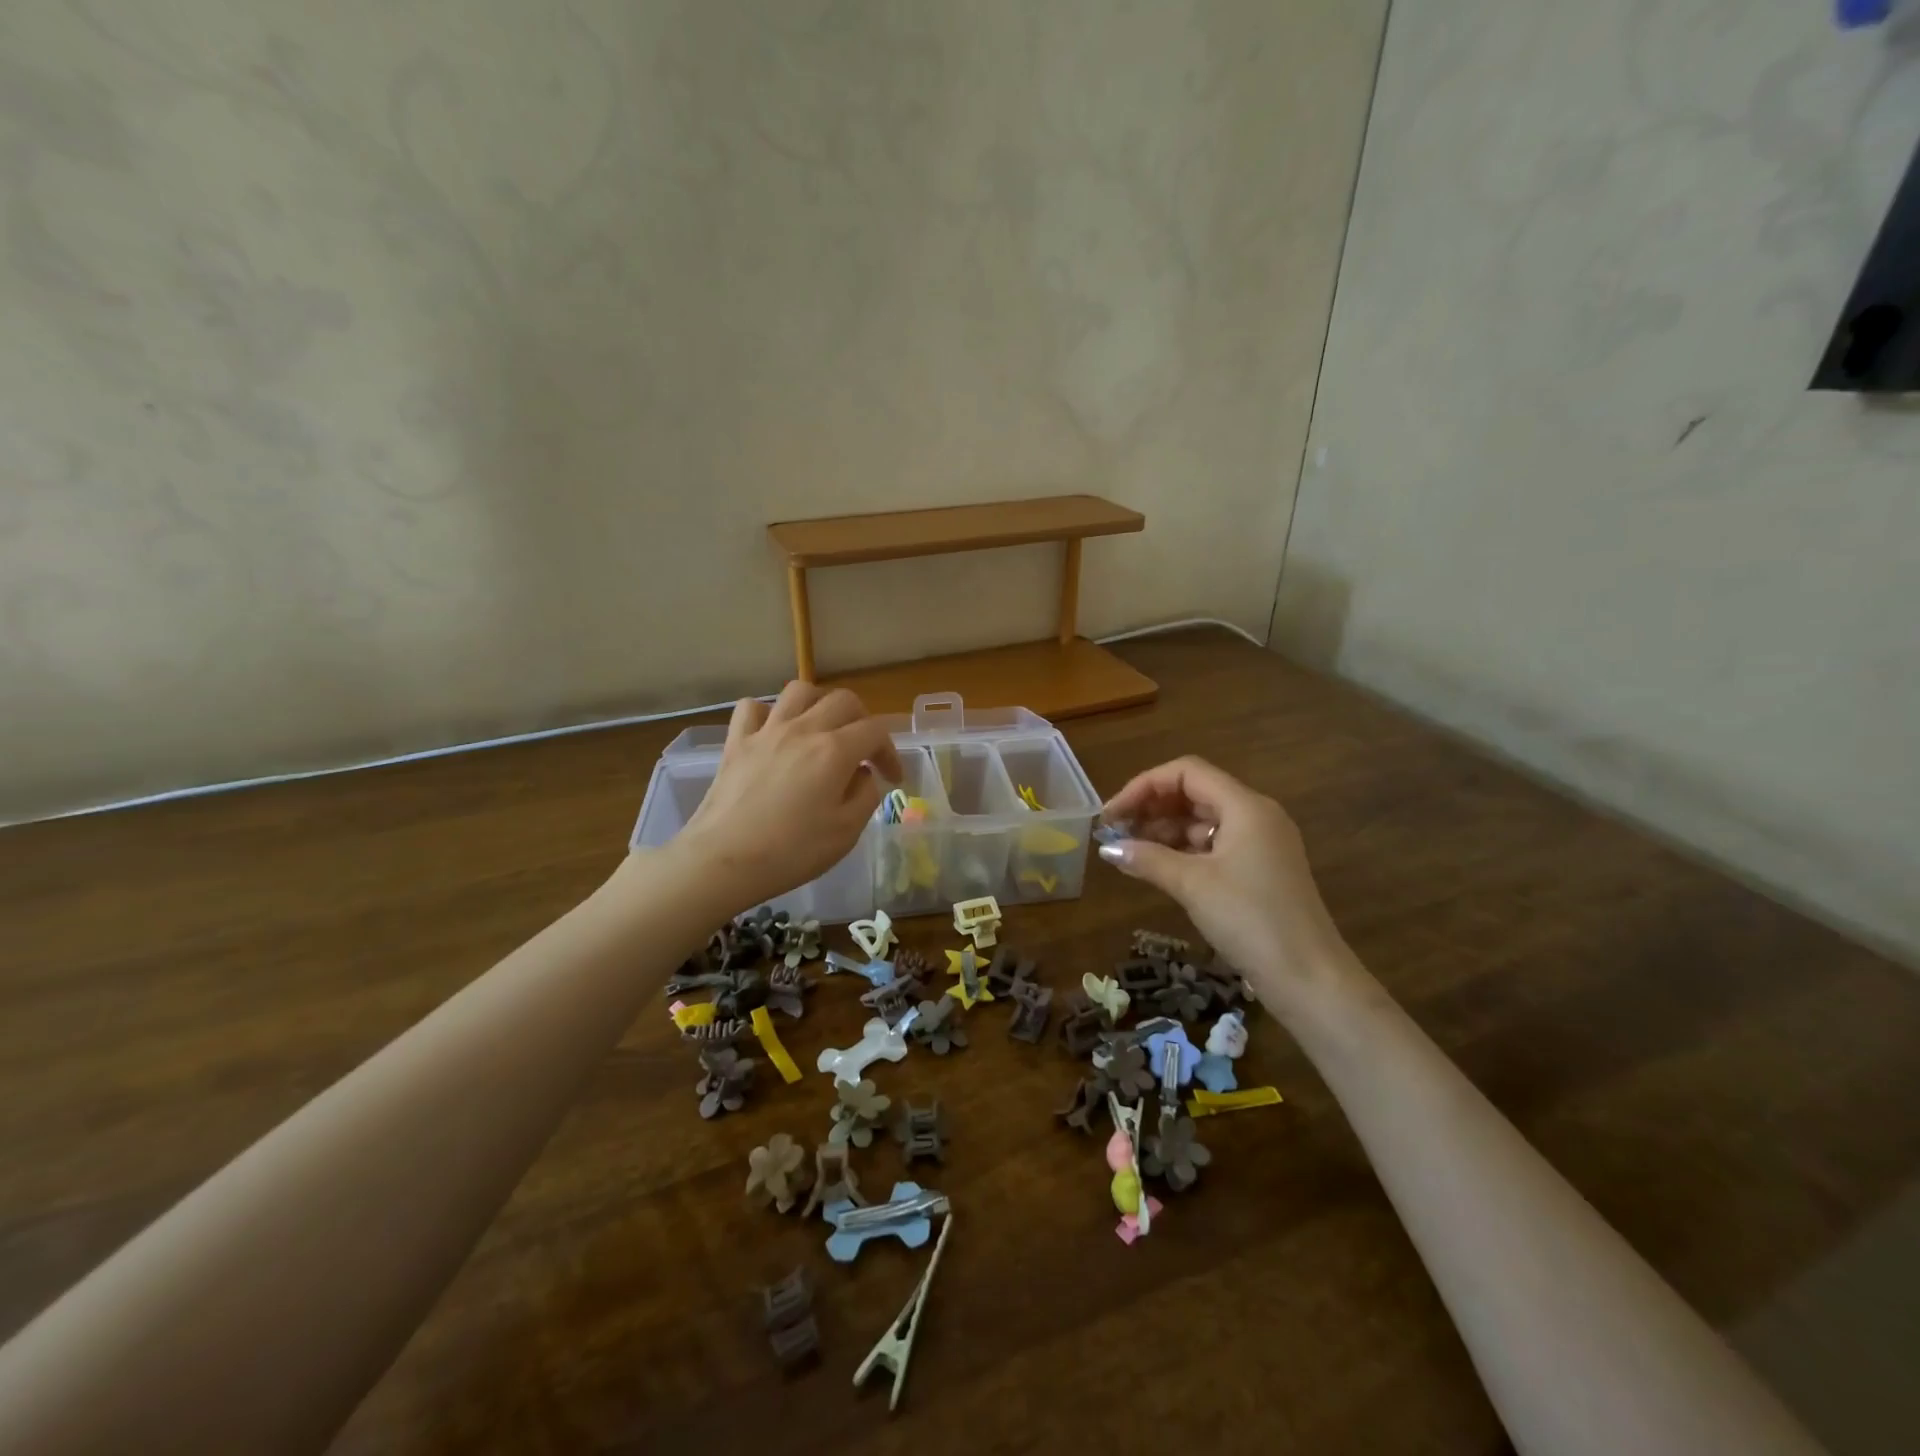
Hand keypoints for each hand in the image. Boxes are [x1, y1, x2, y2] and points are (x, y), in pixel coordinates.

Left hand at [674, 683, 902, 912]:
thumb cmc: (791, 851)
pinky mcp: (736, 742)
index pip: (875, 731)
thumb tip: (862, 775)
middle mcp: (803, 729)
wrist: (724, 860)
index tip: (892, 779)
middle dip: (862, 721)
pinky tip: (774, 733)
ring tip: (822, 729)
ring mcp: (766, 731)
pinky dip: (769, 714)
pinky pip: (753, 708)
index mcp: (835, 751)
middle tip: (863, 751)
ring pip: (800, 692)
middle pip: (843, 700)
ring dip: (819, 705)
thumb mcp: (846, 833)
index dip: (890, 752)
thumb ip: (865, 796)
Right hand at [1098, 757, 1347, 1009]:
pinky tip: (1156, 867)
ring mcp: (1260, 844)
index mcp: (1245, 806)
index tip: (1112, 815)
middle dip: (1151, 808)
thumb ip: (1147, 858)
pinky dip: (1183, 851)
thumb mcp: (1193, 885)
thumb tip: (1108, 848)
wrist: (1309, 978)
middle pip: (1194, 793)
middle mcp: (1255, 816)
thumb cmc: (1250, 919)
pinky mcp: (1259, 871)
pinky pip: (1214, 846)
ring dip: (1164, 830)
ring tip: (1129, 851)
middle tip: (1115, 833)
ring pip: (1203, 821)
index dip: (1144, 786)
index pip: (1186, 773)